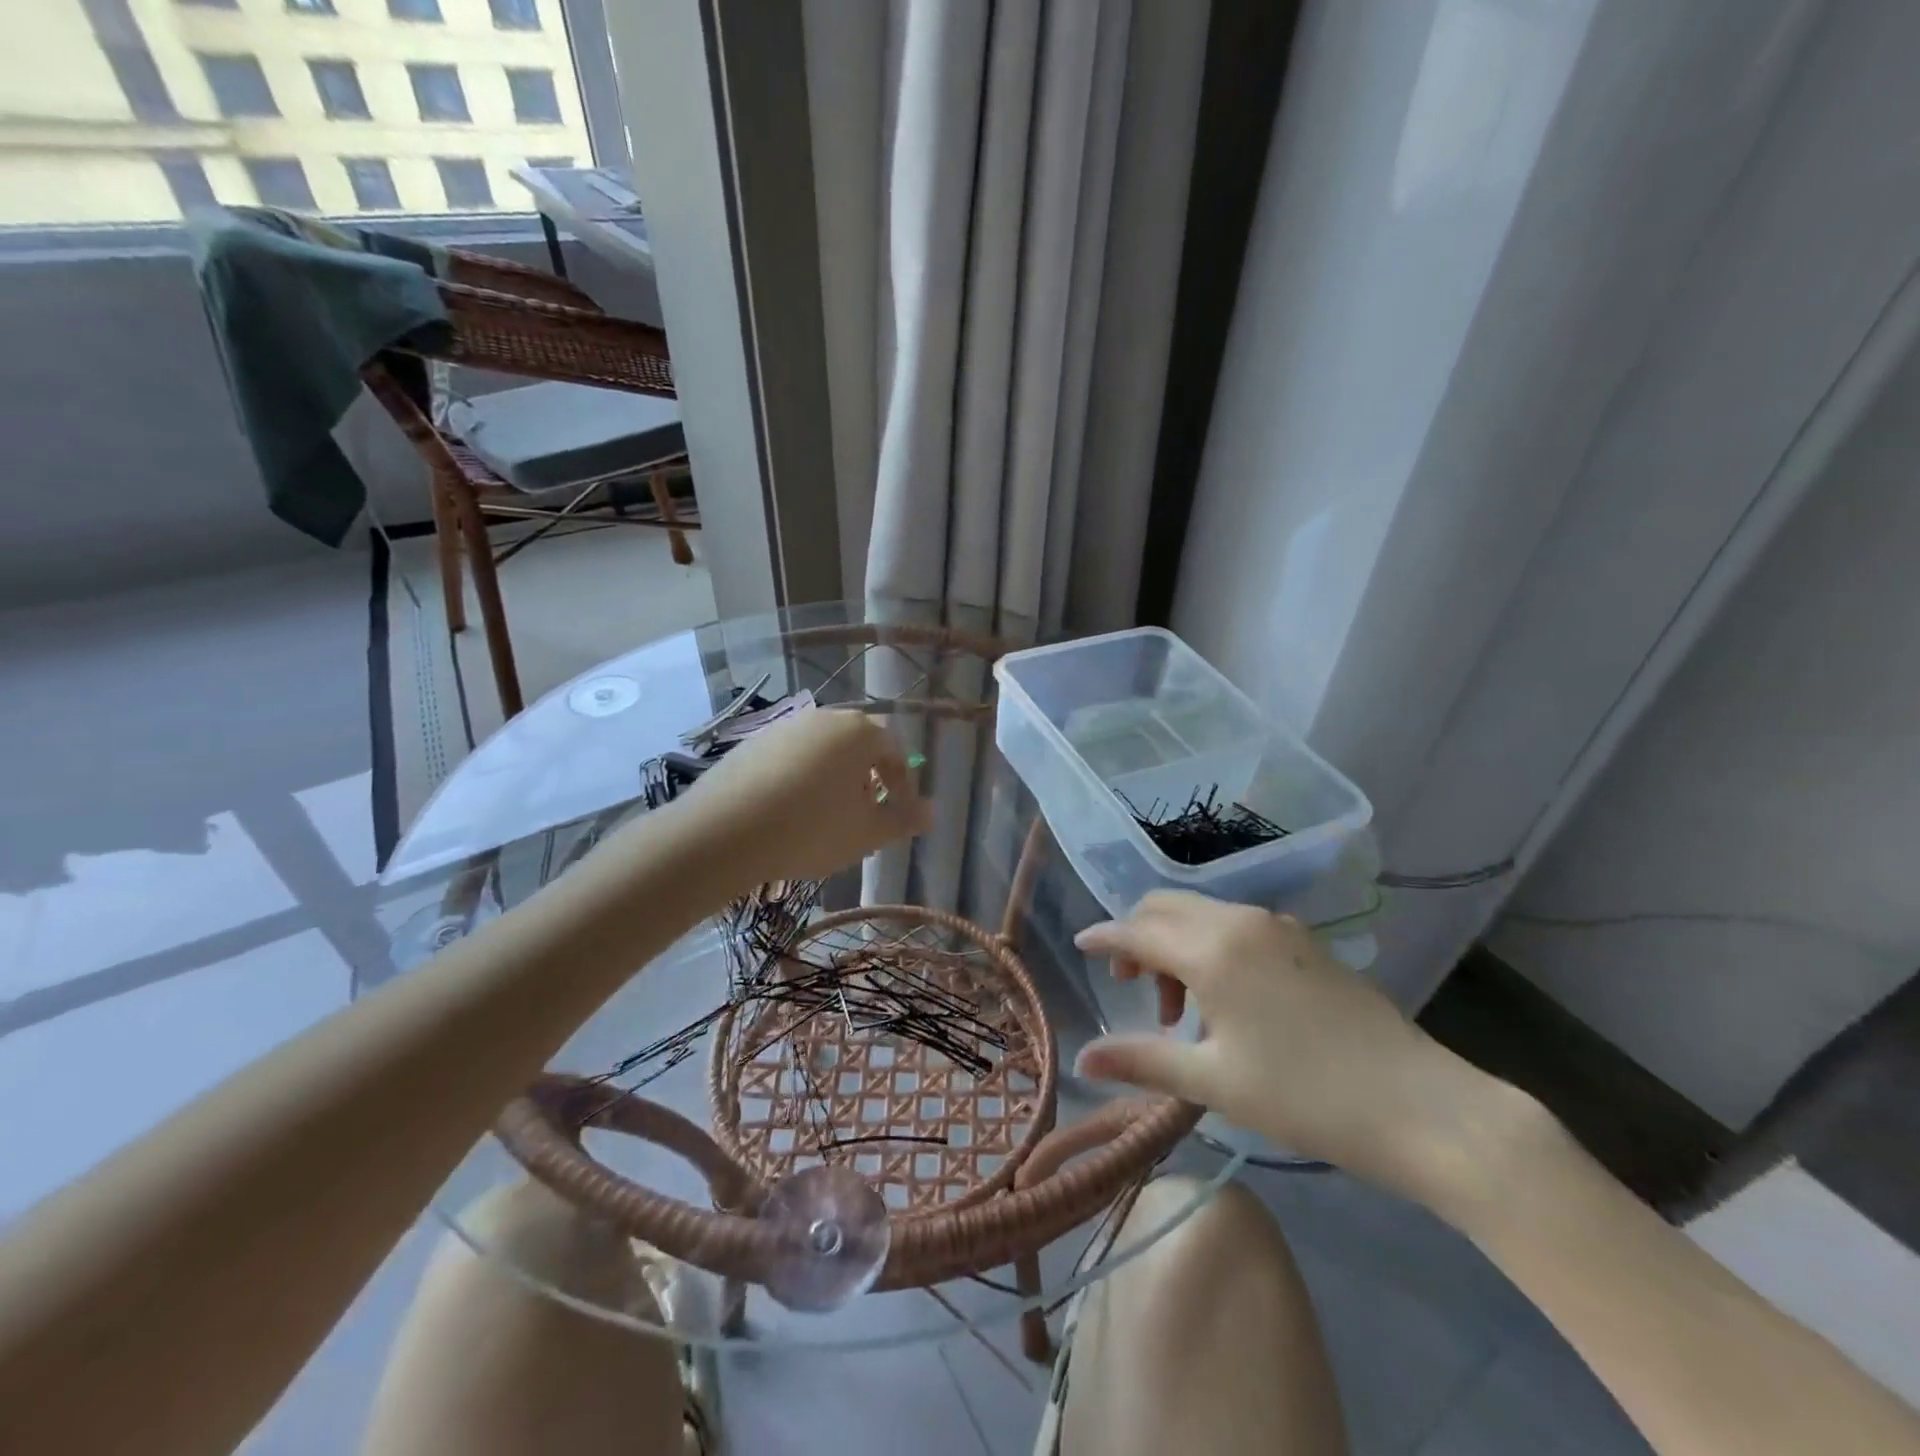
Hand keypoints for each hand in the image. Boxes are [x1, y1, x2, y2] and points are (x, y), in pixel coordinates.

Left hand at [680, 709, 931, 883]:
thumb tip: (931, 812)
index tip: (900, 814)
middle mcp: (823, 718)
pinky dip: (801, 780)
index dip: (903, 785)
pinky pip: (791, 758)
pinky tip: (789, 813)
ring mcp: (784, 727)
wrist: (722, 832)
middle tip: (865, 817)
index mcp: (859, 732)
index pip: (895, 751)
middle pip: (858, 746)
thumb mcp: (867, 833)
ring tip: (827, 819)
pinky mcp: (752, 743)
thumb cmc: (810, 830)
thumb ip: (903, 820)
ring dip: (834, 780)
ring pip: (823, 751)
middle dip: (868, 781)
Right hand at [1074, 891, 1514, 1204]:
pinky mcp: (1305, 942)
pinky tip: (1225, 998)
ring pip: (1202, 913)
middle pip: (1166, 906)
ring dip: (1176, 943)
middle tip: (1134, 987)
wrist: (1424, 1107)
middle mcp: (1241, 921)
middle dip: (1138, 936)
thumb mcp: (1215, 1082)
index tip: (1080, 946)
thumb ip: (1142, 1060)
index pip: (1138, 929)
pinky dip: (1210, 945)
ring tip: (1182, 1010)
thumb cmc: (1307, 1097)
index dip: (1104, 937)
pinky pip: (1236, 925)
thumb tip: (1081, 1059)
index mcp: (1213, 949)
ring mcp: (1279, 927)